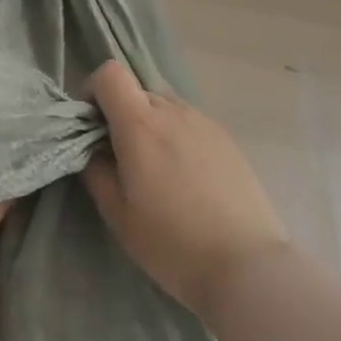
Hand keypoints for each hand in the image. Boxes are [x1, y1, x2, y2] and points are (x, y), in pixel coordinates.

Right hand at [83, 59, 288, 319]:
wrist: (248, 267)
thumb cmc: (172, 243)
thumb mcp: (117, 213)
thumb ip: (96, 169)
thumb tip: (92, 148)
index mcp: (140, 124)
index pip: (110, 73)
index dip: (94, 91)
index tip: (93, 127)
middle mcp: (173, 112)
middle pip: (137, 89)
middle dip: (121, 113)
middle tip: (122, 157)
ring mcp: (205, 123)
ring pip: (165, 105)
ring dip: (150, 124)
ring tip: (157, 170)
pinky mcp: (227, 139)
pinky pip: (189, 122)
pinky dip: (177, 136)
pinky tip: (186, 178)